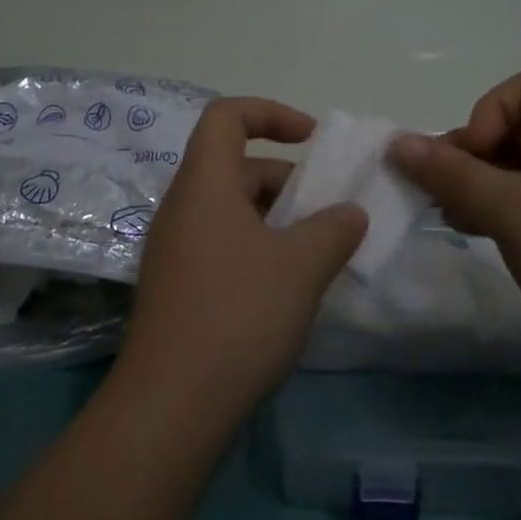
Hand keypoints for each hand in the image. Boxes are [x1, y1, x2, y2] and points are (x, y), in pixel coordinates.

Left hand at [116, 97, 367, 423]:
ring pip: (232, 210)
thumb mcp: (300, 267)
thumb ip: (333, 230)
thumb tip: (350, 214)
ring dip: (277, 220)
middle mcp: (182, 207)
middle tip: (330, 214)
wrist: (170, 406)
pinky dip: (258, 248)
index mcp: (203, 184)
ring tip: (318, 254)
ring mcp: (175, 249)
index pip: (227, 116)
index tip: (313, 139)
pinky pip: (222, 244)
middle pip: (236, 167)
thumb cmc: (237, 316)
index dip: (270, 112)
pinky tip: (288, 288)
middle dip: (287, 180)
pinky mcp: (177, 286)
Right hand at [387, 70, 520, 388]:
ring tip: (455, 215)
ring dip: (490, 184)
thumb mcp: (508, 209)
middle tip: (445, 191)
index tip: (469, 159)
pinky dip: (516, 208)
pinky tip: (485, 233)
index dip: (487, 114)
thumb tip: (398, 143)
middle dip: (478, 154)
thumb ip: (449, 172)